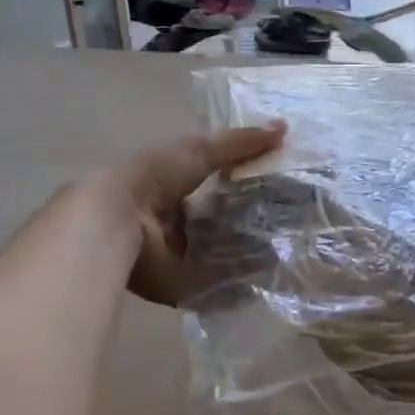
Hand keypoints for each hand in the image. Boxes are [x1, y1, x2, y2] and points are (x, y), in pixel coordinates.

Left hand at [104, 123, 285, 304]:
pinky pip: (221, 285)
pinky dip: (243, 283)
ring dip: (253, 254)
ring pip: (226, 255)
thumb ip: (241, 143)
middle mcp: (181, 223)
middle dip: (256, 223)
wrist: (117, 220)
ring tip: (292, 250)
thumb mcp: (201, 149)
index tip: (287, 188)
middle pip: (226, 223)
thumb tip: (284, 128)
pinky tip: (272, 276)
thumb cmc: (156, 177)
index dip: (251, 185)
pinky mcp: (185, 285)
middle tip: (296, 222)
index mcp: (179, 187)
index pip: (221, 187)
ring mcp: (182, 257)